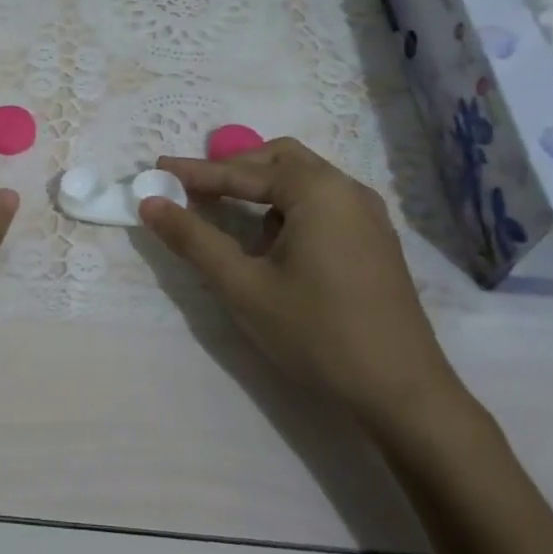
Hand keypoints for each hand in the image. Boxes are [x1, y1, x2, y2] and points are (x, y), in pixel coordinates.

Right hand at [139, 138, 464, 429]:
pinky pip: (322, 204)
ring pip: (303, 181)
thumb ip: (194, 239)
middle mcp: (347, 190)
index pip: (242, 172)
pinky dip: (287, 207)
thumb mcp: (243, 286)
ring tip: (229, 217)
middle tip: (194, 189)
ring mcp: (368, 216)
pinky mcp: (374, 241)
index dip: (195, 172)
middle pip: (279, 161)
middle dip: (233, 171)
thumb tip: (151, 203)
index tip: (157, 170)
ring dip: (261, 189)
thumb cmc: (316, 333)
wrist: (402, 392)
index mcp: (318, 191)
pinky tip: (273, 245)